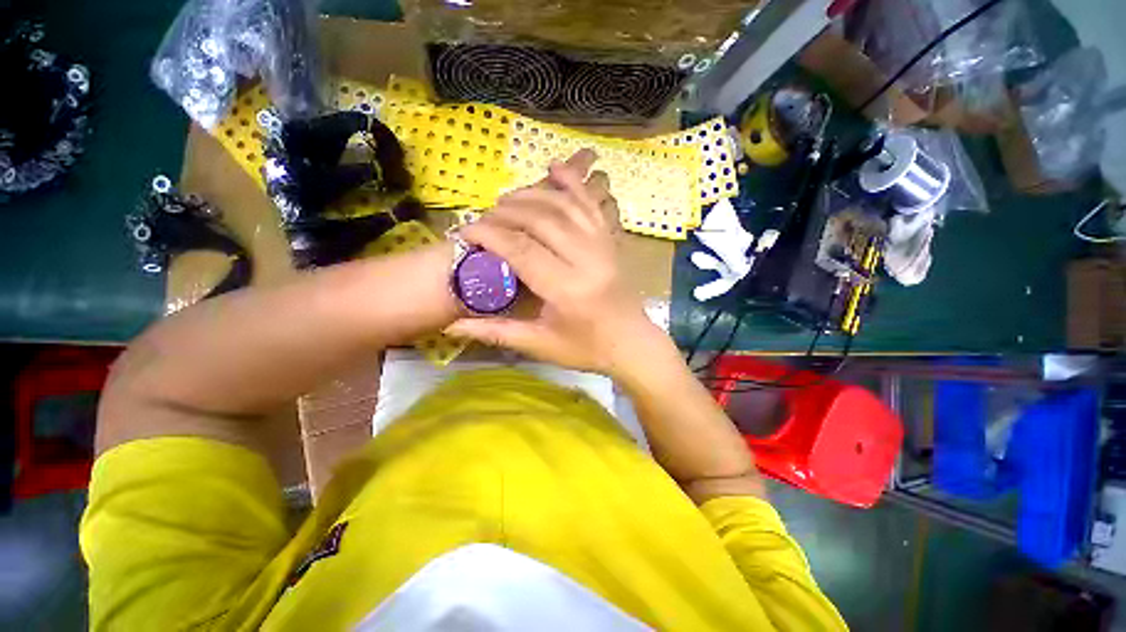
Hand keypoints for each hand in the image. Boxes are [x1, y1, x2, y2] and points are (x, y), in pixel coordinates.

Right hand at [445, 149, 661, 376]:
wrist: (630, 343)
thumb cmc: (585, 348)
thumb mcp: (540, 345)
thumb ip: (496, 332)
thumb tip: (451, 327)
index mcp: (567, 289)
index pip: (521, 250)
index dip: (489, 235)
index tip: (465, 231)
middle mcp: (586, 260)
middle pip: (541, 220)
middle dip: (507, 212)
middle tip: (485, 216)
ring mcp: (603, 246)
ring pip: (565, 206)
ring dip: (533, 195)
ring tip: (508, 199)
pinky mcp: (612, 240)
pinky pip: (591, 205)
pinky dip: (573, 184)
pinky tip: (555, 168)